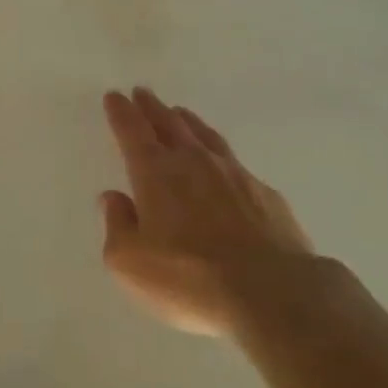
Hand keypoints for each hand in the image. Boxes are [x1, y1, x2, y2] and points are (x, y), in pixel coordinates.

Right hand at [100, 88, 312, 336]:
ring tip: (180, 113)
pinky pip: (236, 163)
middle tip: (142, 93)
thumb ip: (118, 225)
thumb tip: (114, 198)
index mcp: (156, 173)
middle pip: (169, 124)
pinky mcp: (266, 195)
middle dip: (152, 107)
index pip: (132, 132)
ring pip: (205, 136)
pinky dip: (221, 155)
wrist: (273, 295)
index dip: (121, 113)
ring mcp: (235, 175)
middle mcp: (194, 163)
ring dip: (188, 122)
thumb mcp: (130, 262)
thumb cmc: (188, 278)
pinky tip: (223, 164)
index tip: (115, 96)